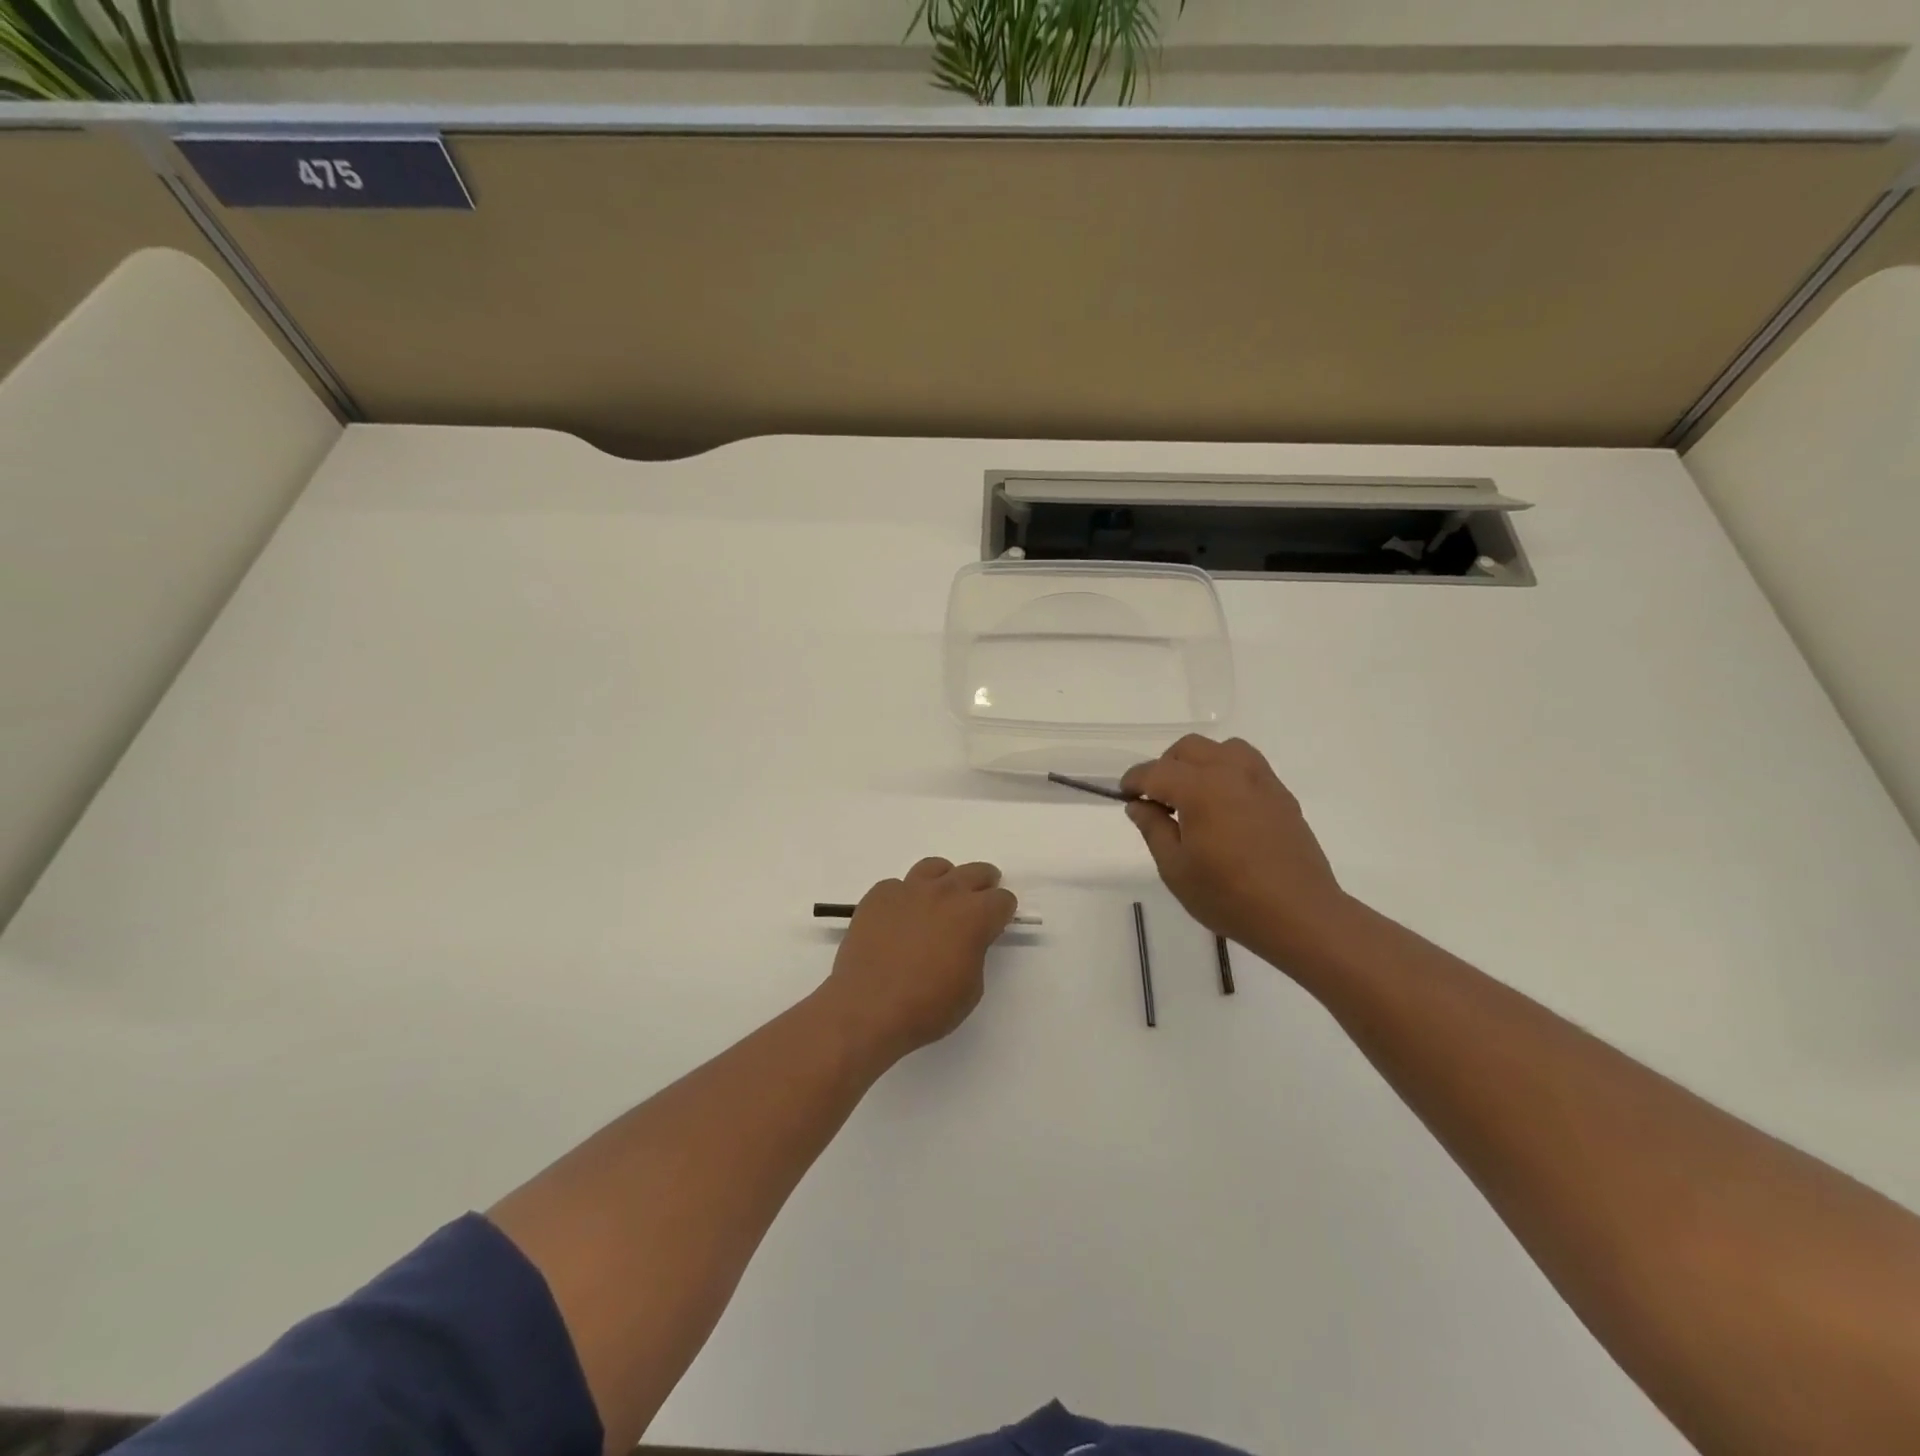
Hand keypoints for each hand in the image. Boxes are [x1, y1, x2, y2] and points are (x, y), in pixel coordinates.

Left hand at [817, 858, 1016, 1065]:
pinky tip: (899, 919)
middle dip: (982, 884)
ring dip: (944, 880)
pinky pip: (897, 886)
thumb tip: (966, 939)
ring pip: (934, 868)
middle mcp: (944, 893)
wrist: (867, 1009)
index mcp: (973, 915)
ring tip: (939, 899)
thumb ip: (975, 951)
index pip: (1002, 899)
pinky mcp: (878, 896)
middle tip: (980, 896)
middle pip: (974, 872)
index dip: (1002, 911)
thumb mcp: (970, 987)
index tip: (997, 922)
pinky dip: (904, 898)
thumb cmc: (927, 1007)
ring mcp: (908, 890)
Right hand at [1121, 735, 1352, 963]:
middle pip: (1187, 749)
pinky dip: (1226, 772)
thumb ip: (1153, 829)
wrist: (1300, 914)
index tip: (1124, 796)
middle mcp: (1229, 772)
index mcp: (1199, 788)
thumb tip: (1139, 805)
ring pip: (1221, 749)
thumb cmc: (1229, 896)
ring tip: (1192, 795)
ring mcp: (1260, 780)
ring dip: (1198, 763)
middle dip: (1164, 767)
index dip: (1134, 782)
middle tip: (1157, 800)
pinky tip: (1224, 805)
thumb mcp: (1176, 869)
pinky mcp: (1280, 794)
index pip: (1155, 772)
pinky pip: (1247, 765)